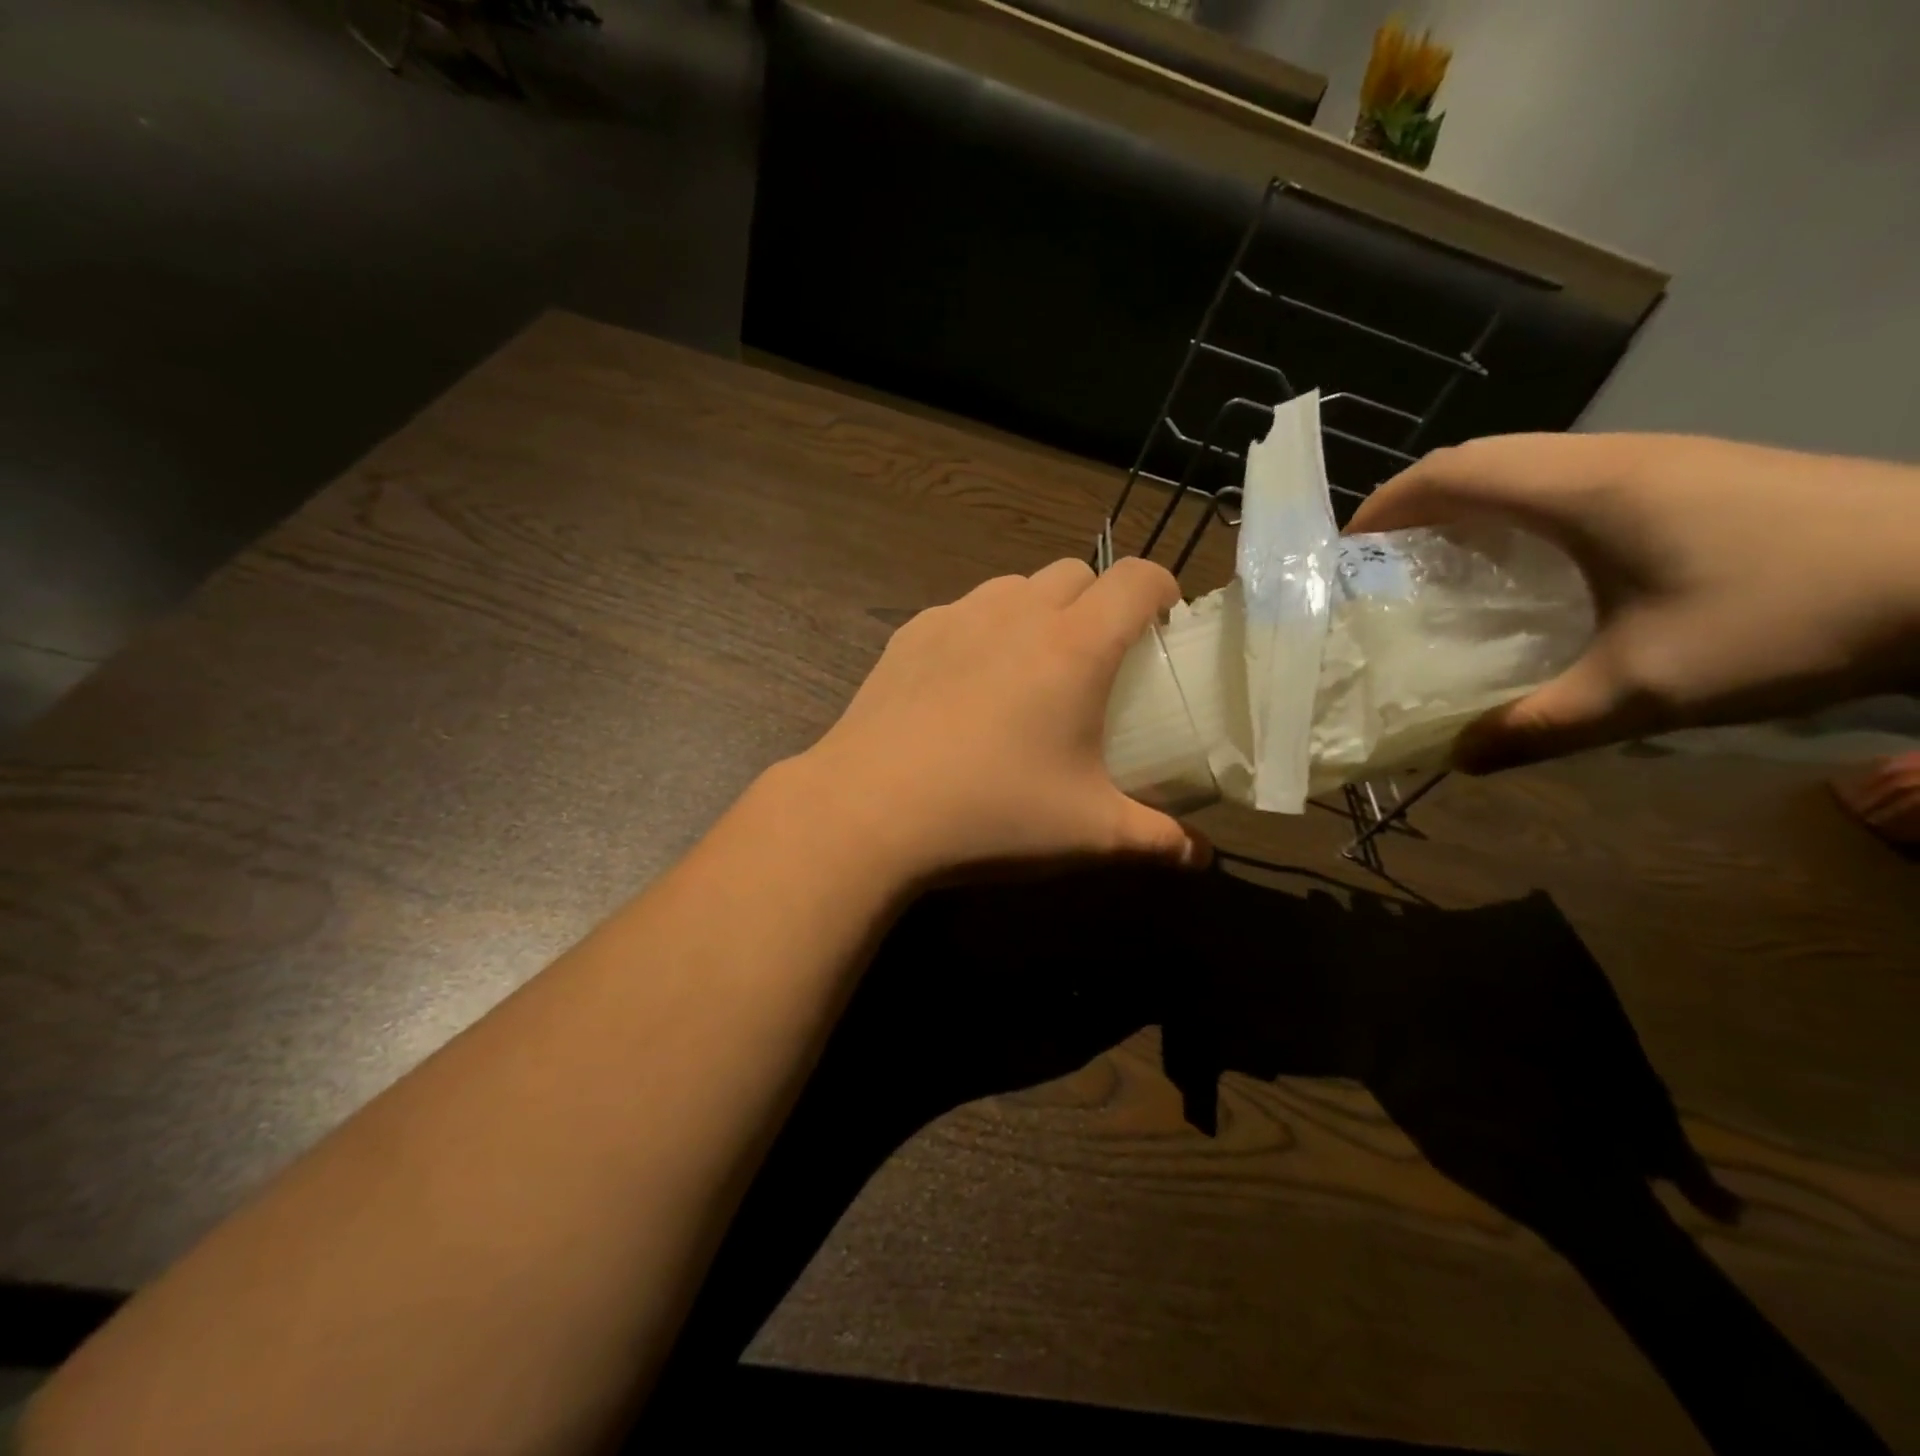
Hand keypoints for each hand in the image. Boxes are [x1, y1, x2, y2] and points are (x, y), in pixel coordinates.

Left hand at [788, 557, 1208, 880]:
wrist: (867, 810)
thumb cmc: (992, 813)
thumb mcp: (1089, 833)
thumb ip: (1156, 839)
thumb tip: (1202, 857)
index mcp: (1074, 646)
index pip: (1137, 578)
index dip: (1163, 590)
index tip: (1166, 625)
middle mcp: (1016, 613)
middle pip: (1076, 572)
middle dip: (1099, 602)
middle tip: (1098, 660)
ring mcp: (955, 618)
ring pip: (1015, 586)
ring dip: (1038, 611)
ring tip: (1030, 669)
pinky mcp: (909, 635)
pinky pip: (962, 612)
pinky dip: (982, 630)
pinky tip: (966, 685)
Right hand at [1348, 433, 1919, 771]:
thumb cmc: (1791, 615)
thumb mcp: (1647, 689)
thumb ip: (1538, 725)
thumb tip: (1458, 760)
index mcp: (1582, 488)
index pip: (1452, 471)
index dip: (1387, 504)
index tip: (1347, 551)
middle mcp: (1611, 458)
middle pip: (1483, 459)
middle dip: (1416, 505)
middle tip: (1383, 565)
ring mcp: (1660, 460)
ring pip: (1529, 464)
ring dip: (1469, 504)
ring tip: (1442, 566)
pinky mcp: (1694, 476)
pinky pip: (1572, 478)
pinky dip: (1520, 510)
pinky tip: (1532, 566)